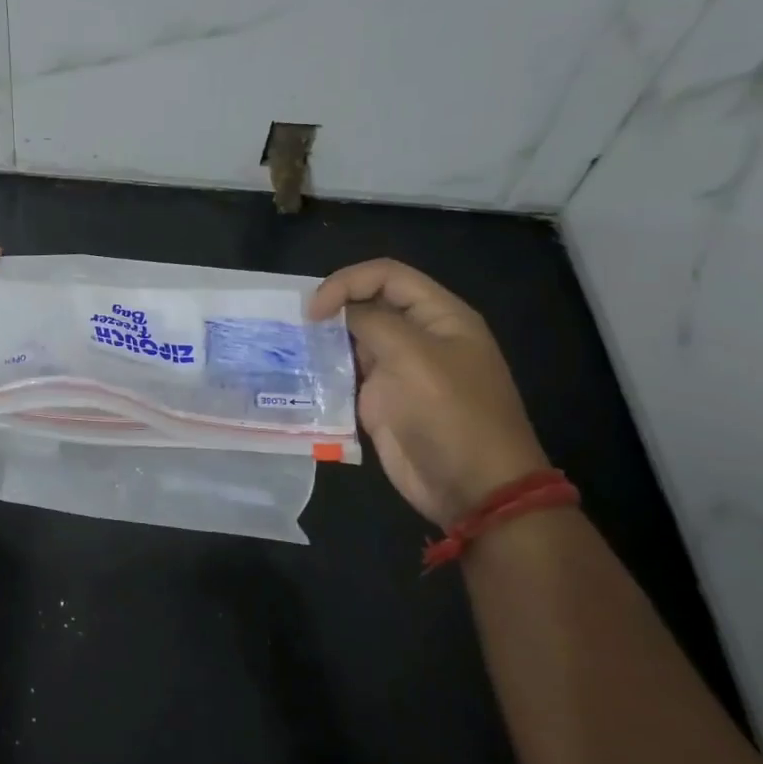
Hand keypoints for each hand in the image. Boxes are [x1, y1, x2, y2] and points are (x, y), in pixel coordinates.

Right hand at [310, 259, 549, 529]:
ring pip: (353, 336)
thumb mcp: (414, 357)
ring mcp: (398, 367)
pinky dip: (324, 369)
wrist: (472, 488)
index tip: (314, 310)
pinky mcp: (380, 397)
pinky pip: (347, 371)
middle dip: (331, 308)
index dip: (347, 282)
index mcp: (439, 316)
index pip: (386, 275)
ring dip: (323, 338)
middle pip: (367, 302)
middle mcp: (418, 335)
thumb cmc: (451, 415)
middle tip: (295, 326)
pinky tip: (301, 373)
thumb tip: (334, 314)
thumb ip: (371, 323)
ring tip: (291, 346)